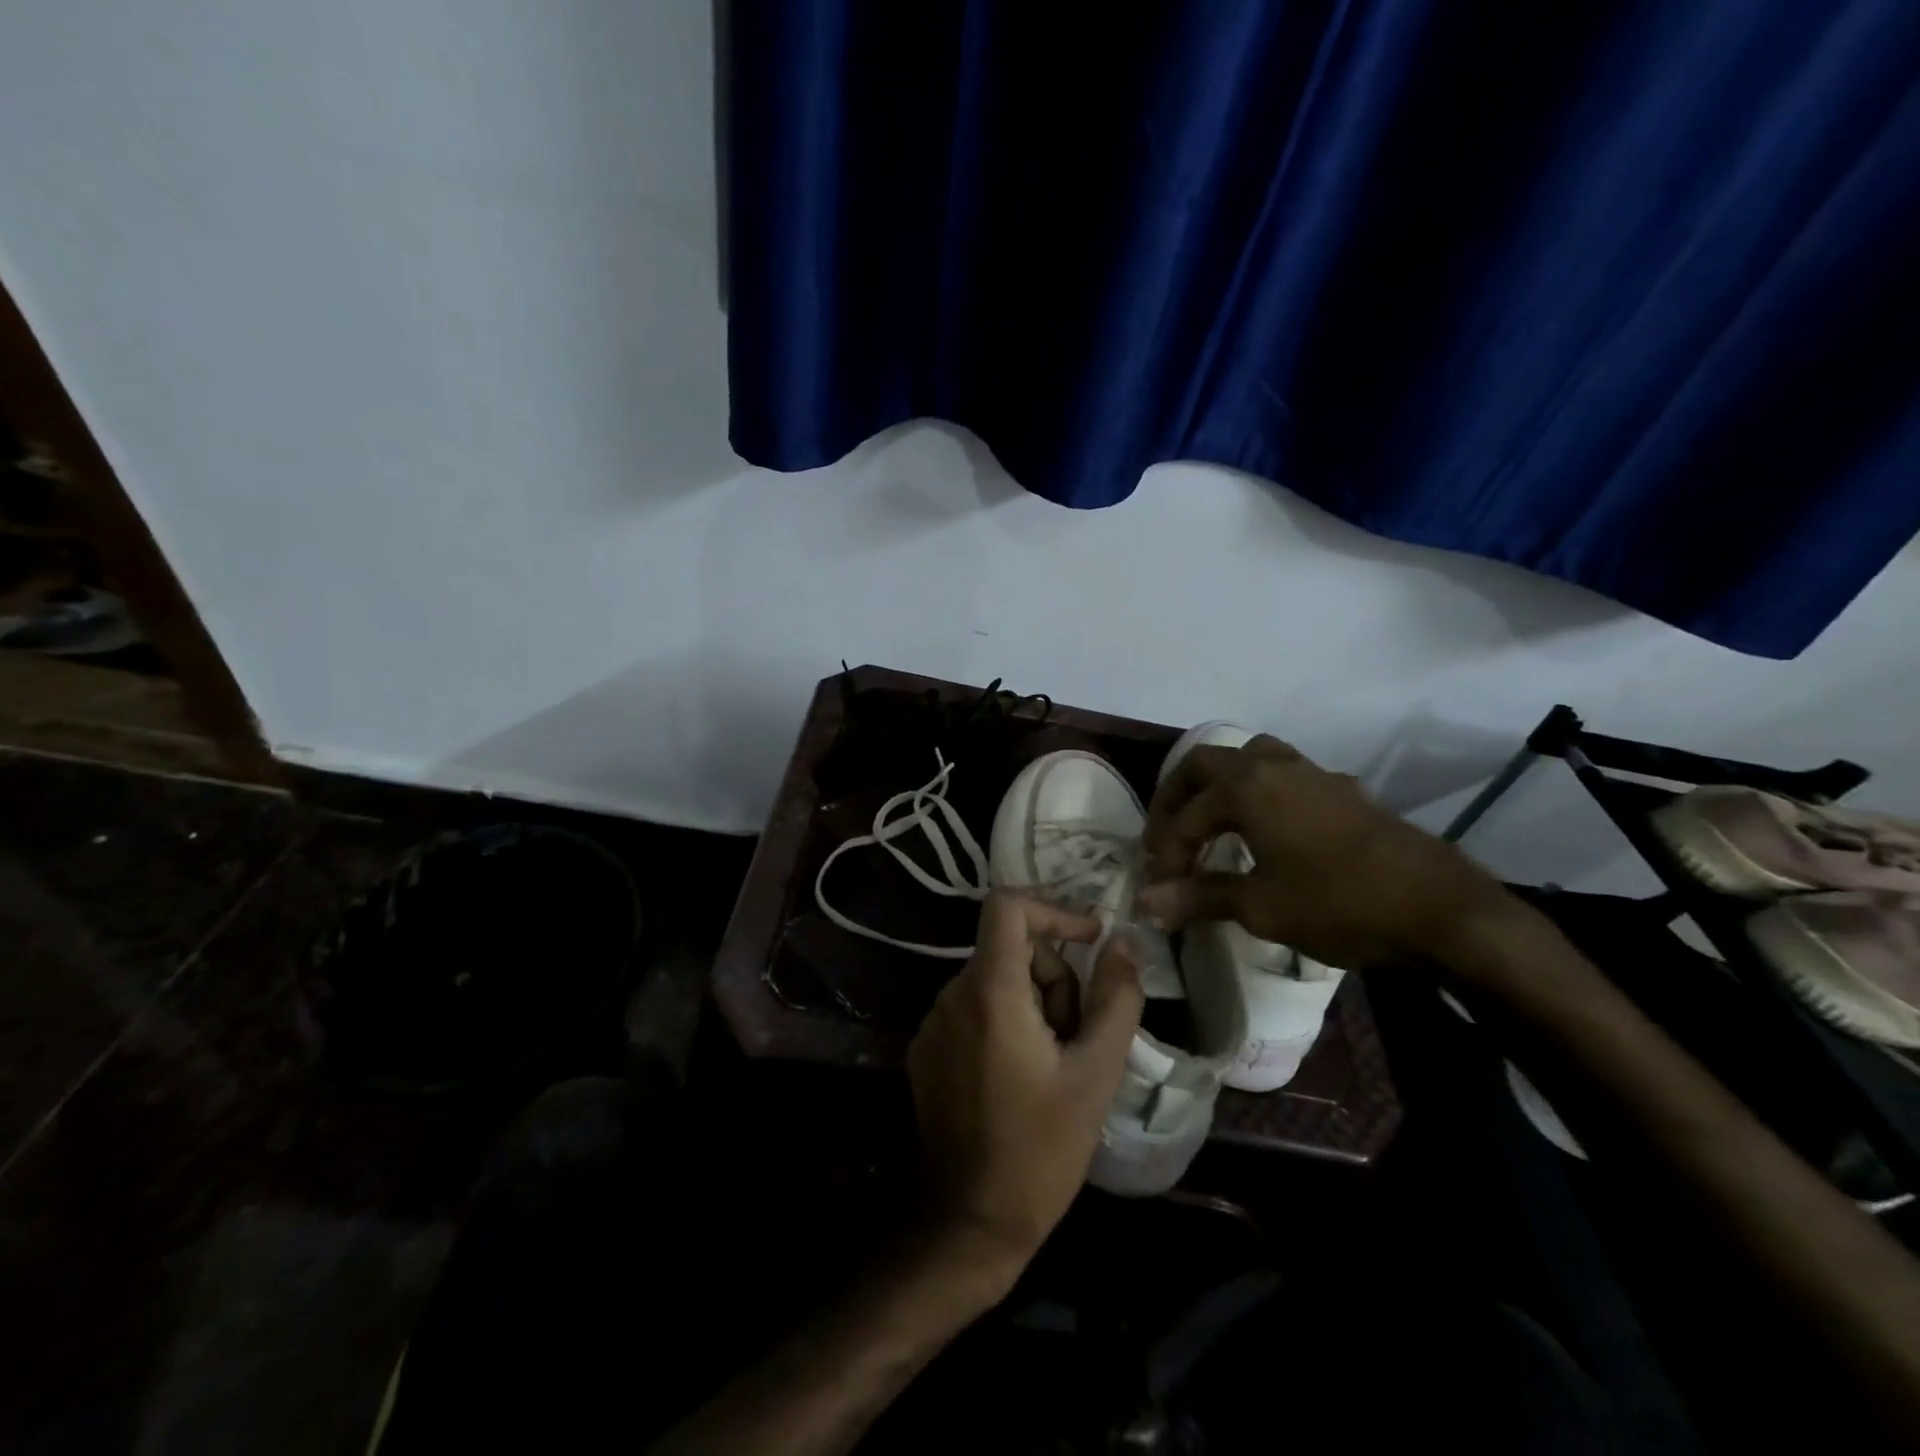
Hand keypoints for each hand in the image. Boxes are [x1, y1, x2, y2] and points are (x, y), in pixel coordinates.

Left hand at [907, 892, 1142, 1285]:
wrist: (967, 1223)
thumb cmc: (1040, 1149)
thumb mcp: (1095, 1073)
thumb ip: (1116, 998)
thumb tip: (1122, 942)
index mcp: (989, 990)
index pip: (1007, 905)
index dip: (1053, 910)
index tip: (1090, 942)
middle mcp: (952, 994)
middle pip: (1013, 950)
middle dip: (1055, 981)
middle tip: (1079, 1039)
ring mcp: (934, 1022)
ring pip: (997, 982)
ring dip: (1034, 1007)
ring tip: (1055, 1068)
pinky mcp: (927, 1050)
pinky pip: (975, 1010)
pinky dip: (1006, 1024)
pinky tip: (1023, 1081)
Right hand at [1138, 734, 1510, 968]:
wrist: (1441, 909)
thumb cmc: (1340, 904)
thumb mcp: (1261, 907)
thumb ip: (1199, 896)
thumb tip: (1145, 903)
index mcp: (1246, 786)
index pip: (1186, 816)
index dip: (1166, 852)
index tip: (1160, 888)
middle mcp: (1273, 766)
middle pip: (1205, 764)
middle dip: (1176, 799)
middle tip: (1166, 838)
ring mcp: (1311, 773)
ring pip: (1247, 759)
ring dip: (1218, 786)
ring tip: (1209, 822)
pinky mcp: (1340, 790)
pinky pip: (1281, 776)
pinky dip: (1256, 793)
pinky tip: (1265, 831)